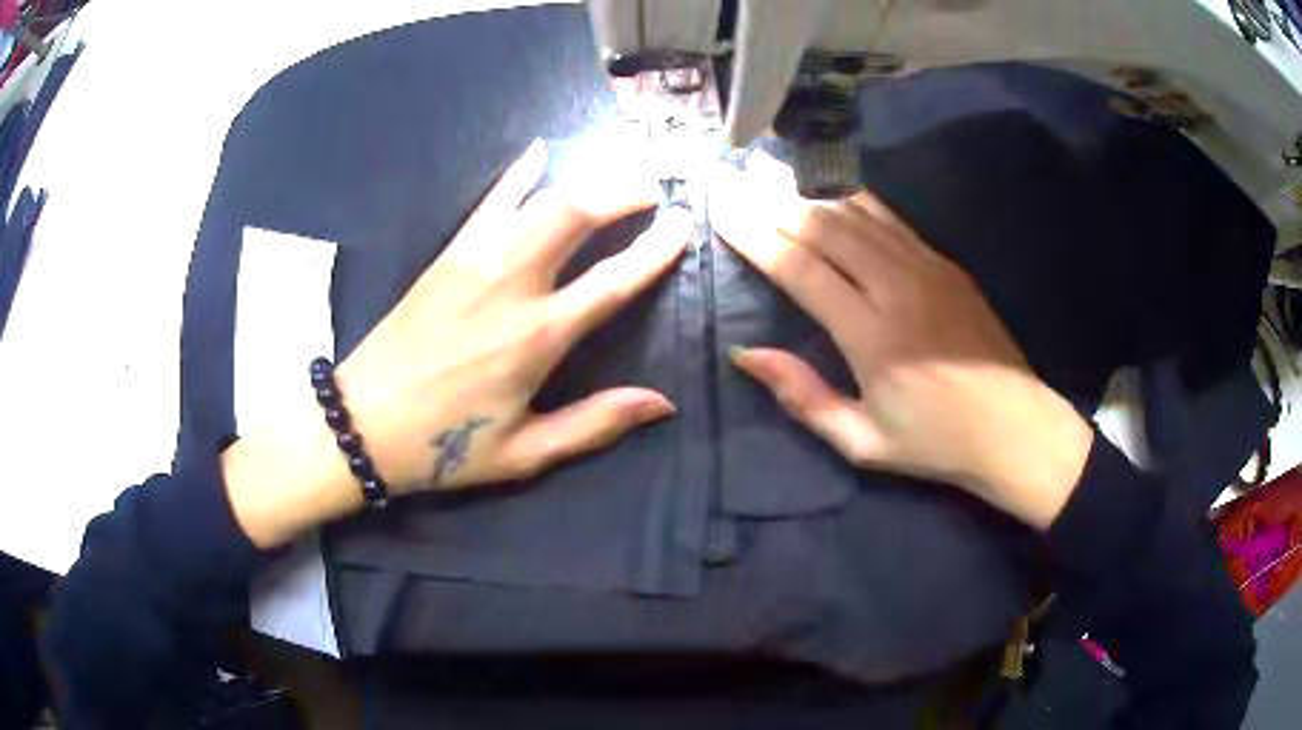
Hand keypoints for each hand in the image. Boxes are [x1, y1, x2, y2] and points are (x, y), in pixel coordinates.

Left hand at [224, 141, 688, 546]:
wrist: (361, 423)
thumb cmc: (444, 445)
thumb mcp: (524, 453)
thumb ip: (594, 424)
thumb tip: (662, 404)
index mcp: (537, 338)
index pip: (613, 281)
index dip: (655, 250)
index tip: (682, 225)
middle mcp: (511, 286)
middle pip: (576, 215)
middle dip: (623, 191)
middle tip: (653, 186)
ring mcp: (475, 261)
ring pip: (539, 200)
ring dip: (585, 178)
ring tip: (617, 170)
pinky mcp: (447, 255)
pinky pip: (489, 202)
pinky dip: (518, 174)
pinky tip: (539, 152)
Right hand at [712, 156, 1092, 529]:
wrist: (1016, 429)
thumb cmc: (936, 443)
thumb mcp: (862, 442)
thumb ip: (803, 397)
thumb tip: (745, 353)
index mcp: (872, 337)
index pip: (800, 269)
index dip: (755, 236)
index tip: (721, 210)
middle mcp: (897, 288)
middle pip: (824, 228)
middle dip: (772, 200)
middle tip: (734, 177)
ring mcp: (926, 267)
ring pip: (856, 214)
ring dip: (808, 190)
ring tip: (770, 169)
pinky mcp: (946, 263)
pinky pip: (890, 218)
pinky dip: (853, 198)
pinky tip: (830, 187)